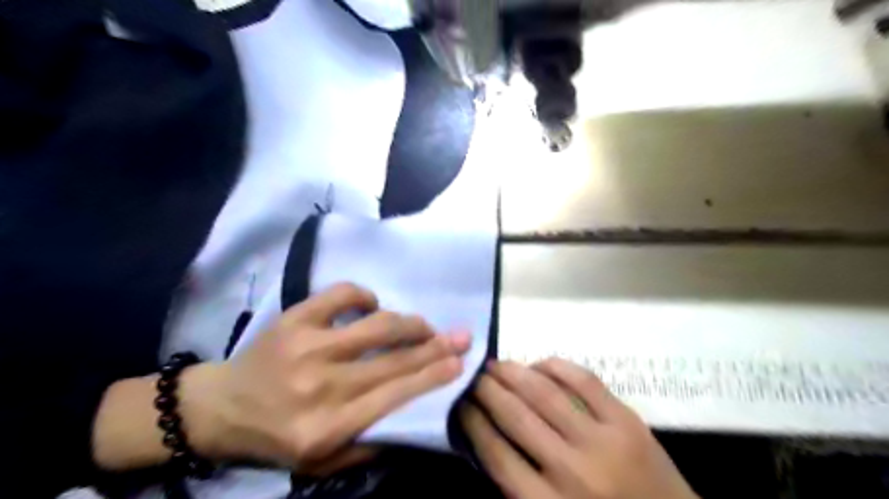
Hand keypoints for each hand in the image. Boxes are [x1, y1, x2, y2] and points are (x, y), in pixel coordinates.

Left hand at [181, 285, 470, 467]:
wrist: (220, 407)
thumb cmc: (277, 436)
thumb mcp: (323, 462)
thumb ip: (370, 442)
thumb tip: (416, 413)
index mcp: (328, 427)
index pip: (396, 396)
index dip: (434, 375)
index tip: (460, 361)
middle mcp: (321, 385)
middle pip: (394, 360)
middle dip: (434, 346)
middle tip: (460, 336)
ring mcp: (307, 346)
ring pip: (377, 326)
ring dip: (409, 323)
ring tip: (422, 326)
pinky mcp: (295, 318)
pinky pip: (343, 294)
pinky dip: (365, 296)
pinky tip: (372, 306)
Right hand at [463, 362, 697, 498]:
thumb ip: (520, 488)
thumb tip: (489, 437)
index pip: (496, 454)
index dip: (473, 422)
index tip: (461, 403)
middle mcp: (571, 471)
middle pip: (516, 418)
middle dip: (487, 391)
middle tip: (473, 375)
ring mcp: (602, 442)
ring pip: (544, 394)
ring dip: (513, 373)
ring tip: (496, 364)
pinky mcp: (627, 421)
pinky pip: (584, 381)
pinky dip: (556, 367)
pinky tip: (538, 363)